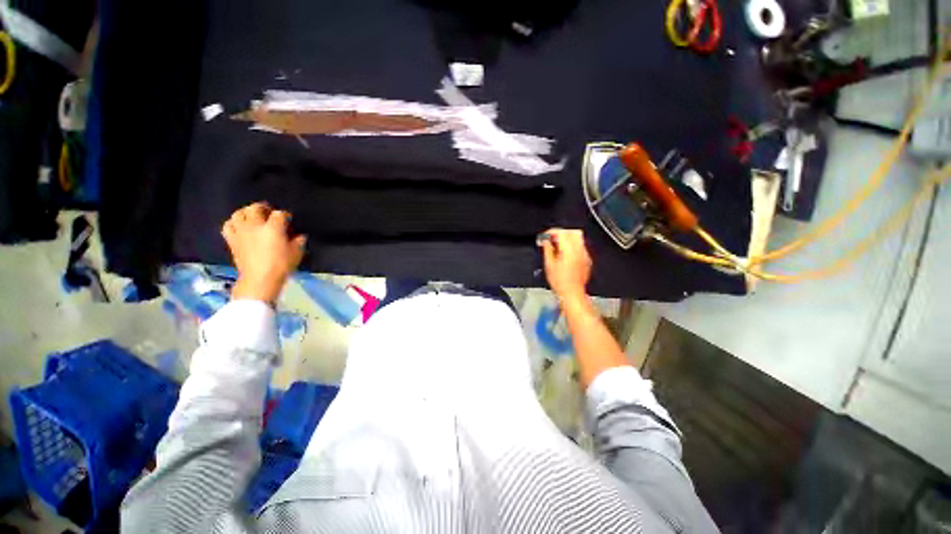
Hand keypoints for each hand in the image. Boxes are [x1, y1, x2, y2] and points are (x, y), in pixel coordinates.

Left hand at [222, 202, 306, 303]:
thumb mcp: (297, 253)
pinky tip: (239, 226)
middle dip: (263, 208)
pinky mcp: (232, 240)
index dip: (285, 215)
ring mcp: (241, 232)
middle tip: (269, 212)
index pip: (279, 214)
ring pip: (239, 214)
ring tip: (252, 217)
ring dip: (246, 212)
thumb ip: (299, 241)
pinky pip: (228, 225)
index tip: (288, 219)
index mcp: (273, 228)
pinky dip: (233, 223)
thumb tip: (300, 236)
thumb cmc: (281, 266)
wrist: (259, 280)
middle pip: (255, 208)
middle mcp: (255, 226)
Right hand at [539, 228, 591, 301]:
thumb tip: (545, 241)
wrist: (572, 294)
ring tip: (558, 246)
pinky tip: (566, 254)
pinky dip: (573, 246)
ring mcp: (585, 254)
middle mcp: (579, 250)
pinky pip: (581, 247)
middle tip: (552, 239)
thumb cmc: (559, 282)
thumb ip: (547, 250)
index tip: (544, 236)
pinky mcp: (587, 260)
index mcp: (569, 250)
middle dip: (561, 233)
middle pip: (572, 232)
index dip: (551, 232)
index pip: (561, 232)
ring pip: (578, 238)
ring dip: (568, 238)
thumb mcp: (549, 265)